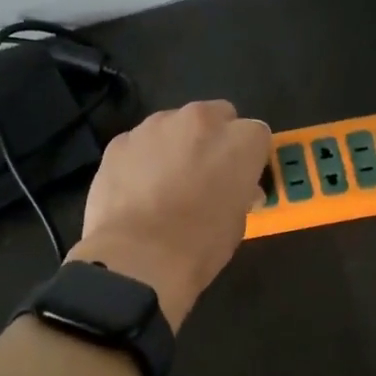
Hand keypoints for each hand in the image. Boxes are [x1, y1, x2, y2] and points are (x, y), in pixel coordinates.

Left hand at [68, 101, 271, 328]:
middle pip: (215, 116)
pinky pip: (139, 143)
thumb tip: (237, 190)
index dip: (248, 157)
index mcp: (239, 140)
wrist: (136, 258)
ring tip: (164, 184)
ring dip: (175, 145)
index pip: (256, 134)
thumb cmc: (199, 246)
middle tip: (204, 175)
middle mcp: (199, 120)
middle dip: (213, 140)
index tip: (239, 178)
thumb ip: (239, 193)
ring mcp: (154, 126)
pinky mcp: (120, 141)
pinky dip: (141, 159)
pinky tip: (135, 191)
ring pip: (173, 125)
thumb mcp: (236, 223)